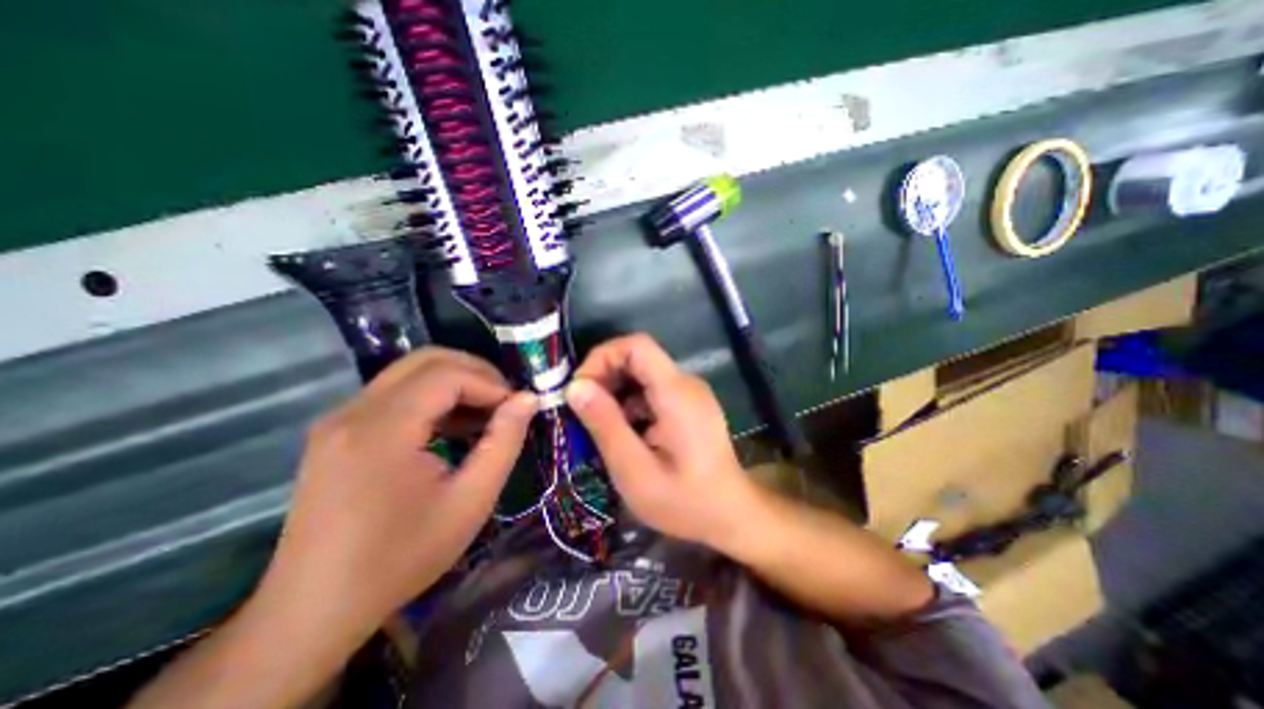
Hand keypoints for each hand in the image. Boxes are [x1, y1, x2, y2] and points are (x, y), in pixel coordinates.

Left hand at [254, 348, 532, 641]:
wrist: (315, 609)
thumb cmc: (402, 557)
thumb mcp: (471, 501)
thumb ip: (504, 442)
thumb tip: (528, 398)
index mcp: (381, 429)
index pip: (447, 375)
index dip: (491, 383)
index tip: (517, 408)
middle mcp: (353, 412)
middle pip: (426, 360)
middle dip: (475, 372)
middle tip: (504, 401)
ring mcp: (339, 419)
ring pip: (410, 373)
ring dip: (455, 383)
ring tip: (484, 414)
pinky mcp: (337, 431)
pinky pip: (395, 393)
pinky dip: (432, 398)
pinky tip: (452, 427)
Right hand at [567, 336, 752, 544]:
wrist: (732, 516)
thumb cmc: (684, 502)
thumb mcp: (635, 471)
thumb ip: (605, 425)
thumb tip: (575, 387)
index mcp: (676, 392)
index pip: (636, 345)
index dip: (602, 357)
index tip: (580, 389)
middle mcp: (686, 382)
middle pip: (637, 356)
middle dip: (604, 376)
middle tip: (582, 411)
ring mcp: (689, 393)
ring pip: (642, 373)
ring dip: (615, 392)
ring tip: (599, 426)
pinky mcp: (688, 404)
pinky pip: (652, 390)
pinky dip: (630, 403)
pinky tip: (624, 433)